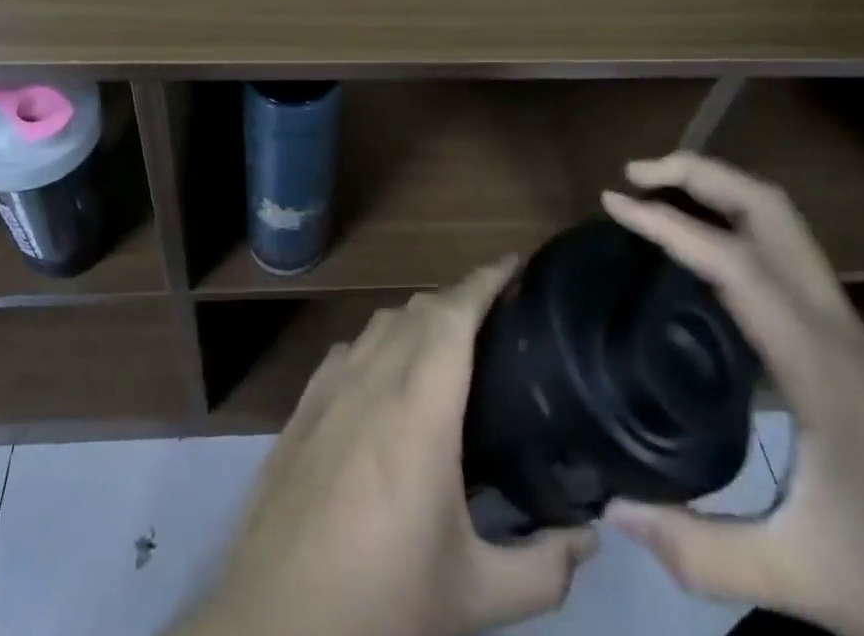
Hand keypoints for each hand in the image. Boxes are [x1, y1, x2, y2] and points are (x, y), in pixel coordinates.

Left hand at [184, 263, 597, 635]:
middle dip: (460, 298)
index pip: (454, 313)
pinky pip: (351, 348)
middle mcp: (373, 375)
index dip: (484, 279)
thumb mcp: (474, 594)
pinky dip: (380, 343)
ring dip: (419, 318)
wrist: (275, 618)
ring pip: (382, 323)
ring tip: (448, 343)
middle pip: (420, 309)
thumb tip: (589, 540)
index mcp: (418, 405)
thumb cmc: (381, 595)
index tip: (514, 263)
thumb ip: (542, 569)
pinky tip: (388, 376)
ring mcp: (331, 384)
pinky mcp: (303, 403)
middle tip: (497, 317)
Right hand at [602, 152, 863, 635]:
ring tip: (660, 202)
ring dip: (720, 195)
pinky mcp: (856, 350)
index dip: (667, 223)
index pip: (734, 261)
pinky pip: (786, 260)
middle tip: (636, 178)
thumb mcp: (812, 584)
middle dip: (701, 174)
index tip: (613, 203)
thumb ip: (705, 553)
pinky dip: (737, 232)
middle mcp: (834, 326)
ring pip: (784, 227)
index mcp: (819, 362)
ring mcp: (849, 333)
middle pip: (770, 209)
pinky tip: (707, 271)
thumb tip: (615, 512)